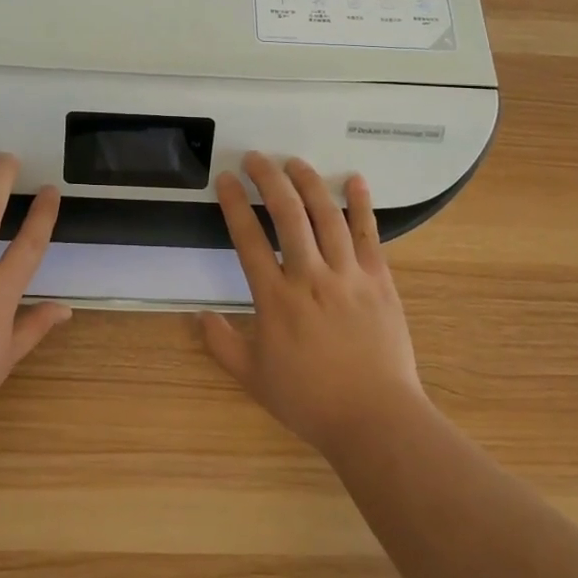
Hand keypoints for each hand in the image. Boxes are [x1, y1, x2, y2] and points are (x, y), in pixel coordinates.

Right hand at [202, 152, 428, 455]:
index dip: (234, 204)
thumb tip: (198, 316)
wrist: (375, 419)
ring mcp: (348, 276)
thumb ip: (222, 344)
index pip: (248, 239)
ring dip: (309, 183)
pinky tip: (355, 180)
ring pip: (327, 216)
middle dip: (269, 180)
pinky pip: (369, 235)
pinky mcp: (379, 280)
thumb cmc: (310, 401)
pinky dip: (362, 205)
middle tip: (257, 158)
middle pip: (288, 215)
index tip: (226, 179)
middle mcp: (310, 277)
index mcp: (276, 300)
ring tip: (294, 162)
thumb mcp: (254, 378)